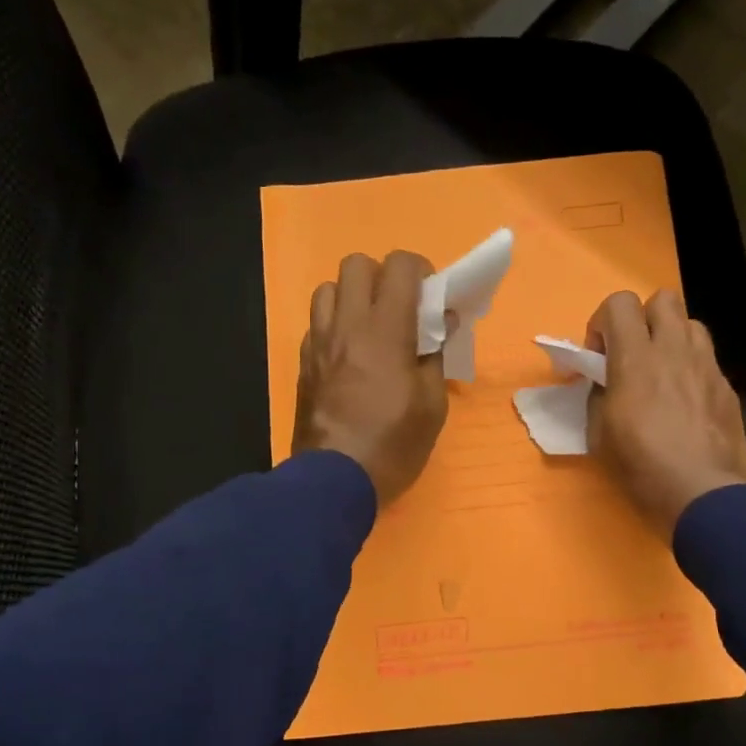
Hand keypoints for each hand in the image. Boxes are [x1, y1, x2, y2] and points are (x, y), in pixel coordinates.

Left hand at [293, 250, 447, 506]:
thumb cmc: (393, 445)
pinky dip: (334, 327)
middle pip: (356, 264)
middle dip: (383, 277)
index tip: (432, 299)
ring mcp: (318, 343)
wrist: (334, 480)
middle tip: (400, 310)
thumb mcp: (432, 406)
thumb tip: (443, 324)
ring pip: (328, 289)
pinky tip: (349, 356)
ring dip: (352, 298)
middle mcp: (346, 325)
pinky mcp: (303, 363)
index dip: (421, 271)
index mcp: (385, 330)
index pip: (400, 265)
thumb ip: (437, 357)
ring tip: (369, 329)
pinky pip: (316, 324)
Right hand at [586, 288, 745, 536]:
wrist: (703, 494)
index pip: (619, 303)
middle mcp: (675, 350)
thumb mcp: (599, 435)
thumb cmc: (642, 467)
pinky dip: (692, 370)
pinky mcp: (727, 388)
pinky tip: (686, 405)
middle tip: (632, 356)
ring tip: (662, 374)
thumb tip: (605, 383)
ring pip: (691, 325)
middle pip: (663, 299)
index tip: (598, 356)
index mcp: (636, 358)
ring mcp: (707, 367)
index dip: (603, 323)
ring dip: (671, 339)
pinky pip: (708, 361)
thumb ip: (599, 396)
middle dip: (643, 319)